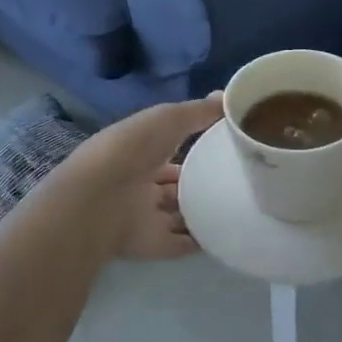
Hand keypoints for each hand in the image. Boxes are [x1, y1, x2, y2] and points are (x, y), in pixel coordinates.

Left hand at [66, 94, 222, 260]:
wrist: (102, 200)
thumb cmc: (133, 149)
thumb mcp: (169, 118)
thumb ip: (198, 111)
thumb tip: (226, 97)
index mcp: (139, 151)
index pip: (168, 147)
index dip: (192, 144)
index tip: (224, 143)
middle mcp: (140, 183)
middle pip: (173, 184)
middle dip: (198, 181)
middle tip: (234, 178)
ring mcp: (145, 216)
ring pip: (178, 214)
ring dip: (201, 211)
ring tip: (239, 206)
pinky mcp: (153, 244)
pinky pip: (181, 243)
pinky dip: (201, 241)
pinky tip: (227, 233)